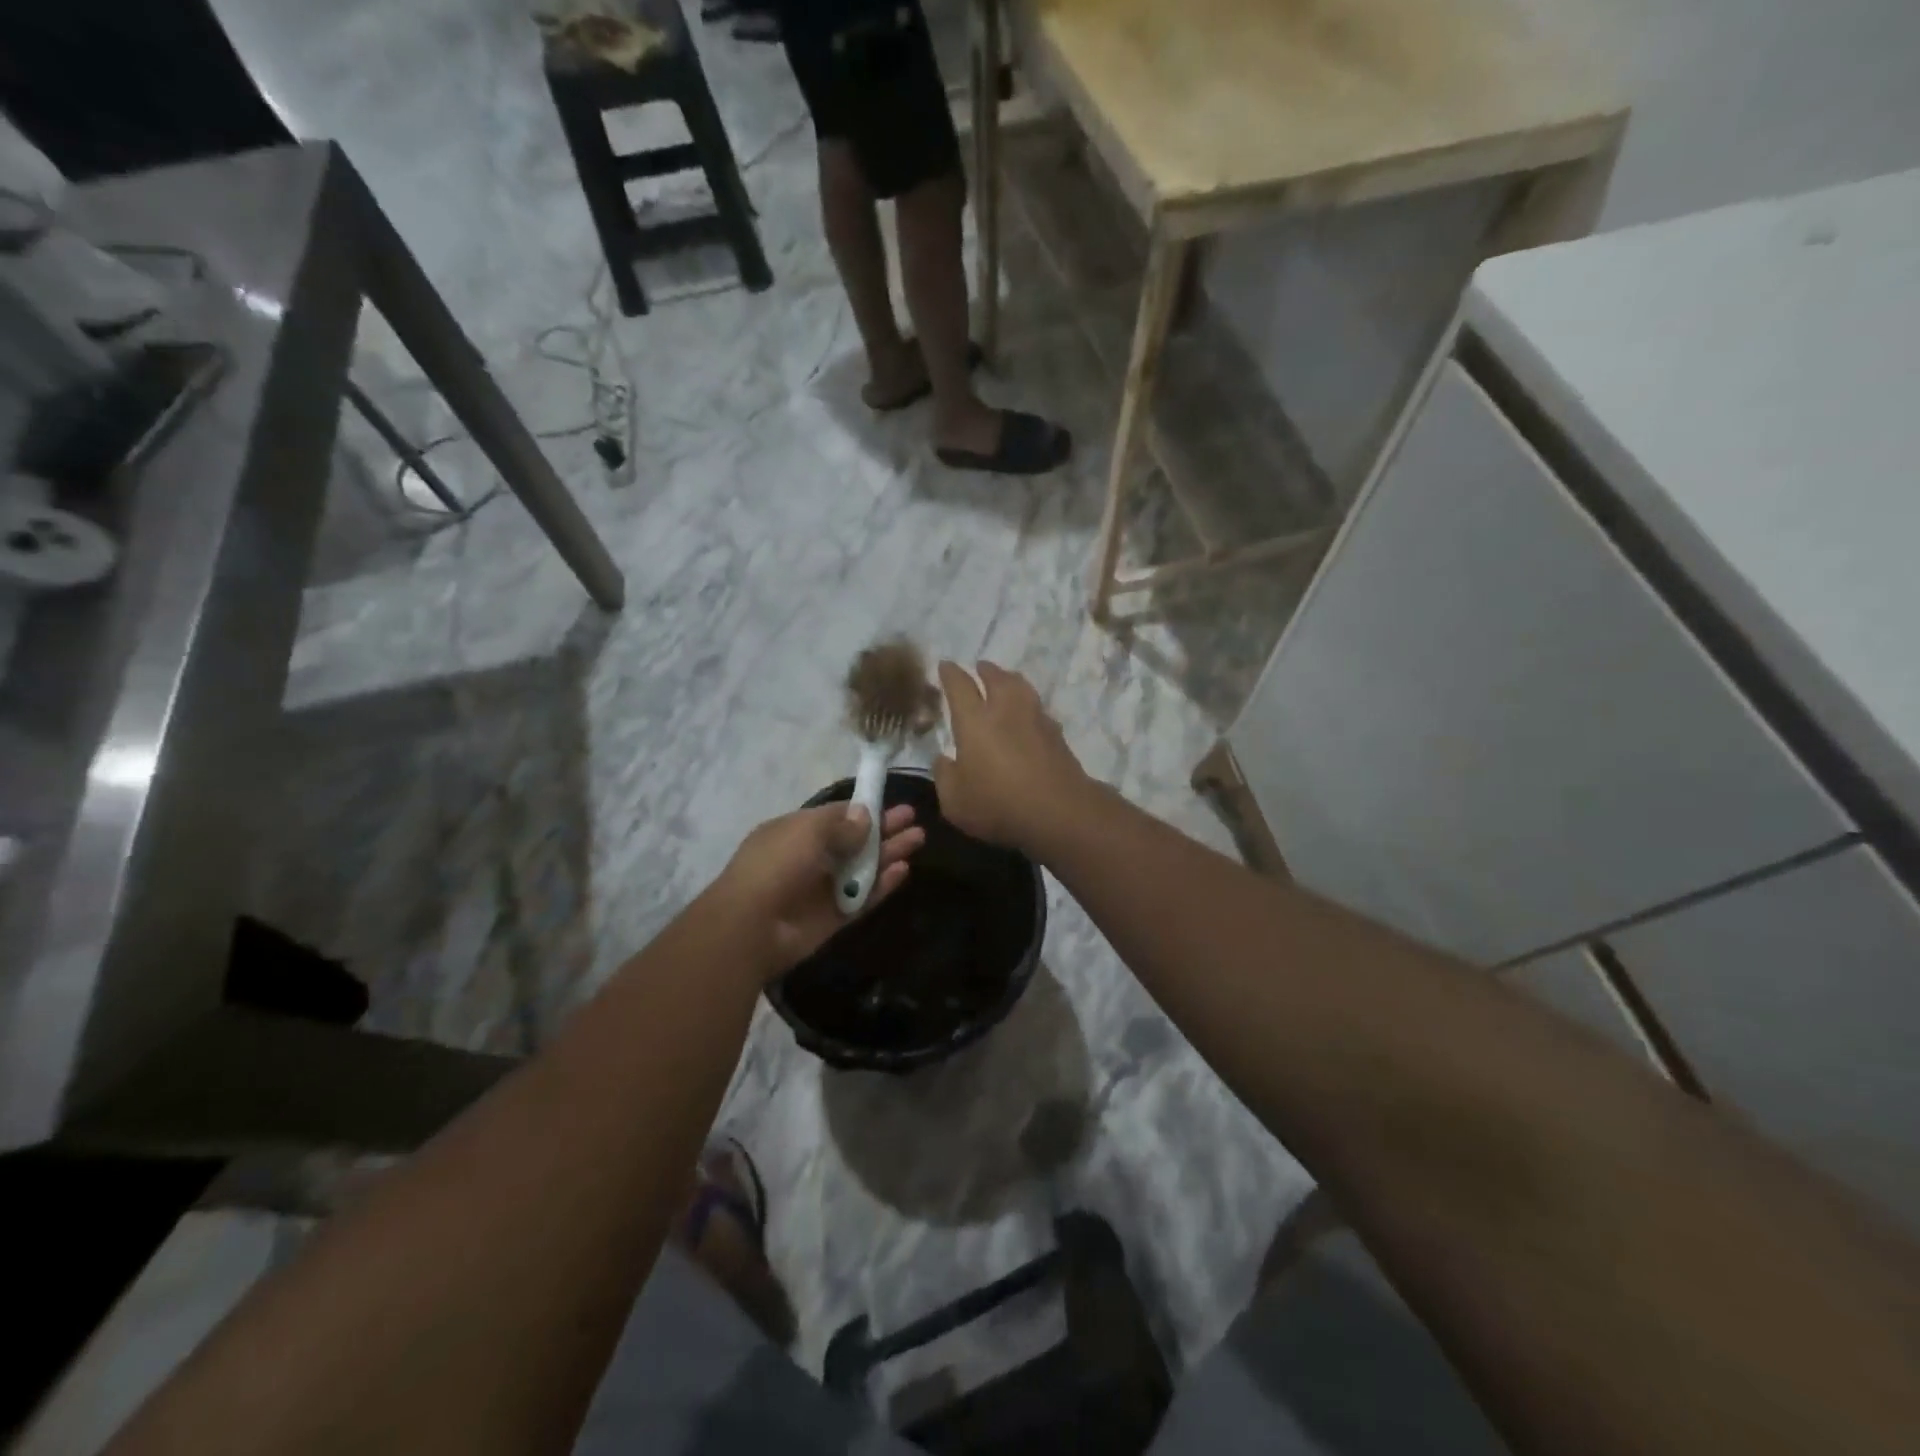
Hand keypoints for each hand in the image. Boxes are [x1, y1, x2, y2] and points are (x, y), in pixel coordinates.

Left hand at [715, 802, 924, 979]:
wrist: (751, 926)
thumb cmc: (776, 865)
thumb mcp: (808, 831)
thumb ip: (841, 824)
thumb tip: (865, 816)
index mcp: (795, 832)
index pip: (835, 816)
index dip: (863, 810)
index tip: (890, 803)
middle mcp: (809, 858)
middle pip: (854, 841)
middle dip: (883, 829)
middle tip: (913, 819)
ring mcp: (822, 889)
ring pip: (862, 868)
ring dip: (888, 853)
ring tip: (918, 838)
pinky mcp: (833, 917)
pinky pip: (863, 898)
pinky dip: (882, 885)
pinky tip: (904, 870)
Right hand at [934, 660, 1092, 856]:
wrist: (1058, 812)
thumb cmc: (997, 804)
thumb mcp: (955, 801)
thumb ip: (945, 776)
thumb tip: (943, 760)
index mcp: (974, 721)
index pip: (960, 686)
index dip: (951, 674)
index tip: (945, 665)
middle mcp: (1005, 711)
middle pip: (997, 678)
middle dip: (986, 670)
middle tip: (981, 667)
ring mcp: (1035, 720)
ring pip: (1022, 688)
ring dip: (1011, 680)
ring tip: (1007, 680)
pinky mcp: (1057, 734)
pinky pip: (1039, 709)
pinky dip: (1029, 705)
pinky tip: (1029, 714)